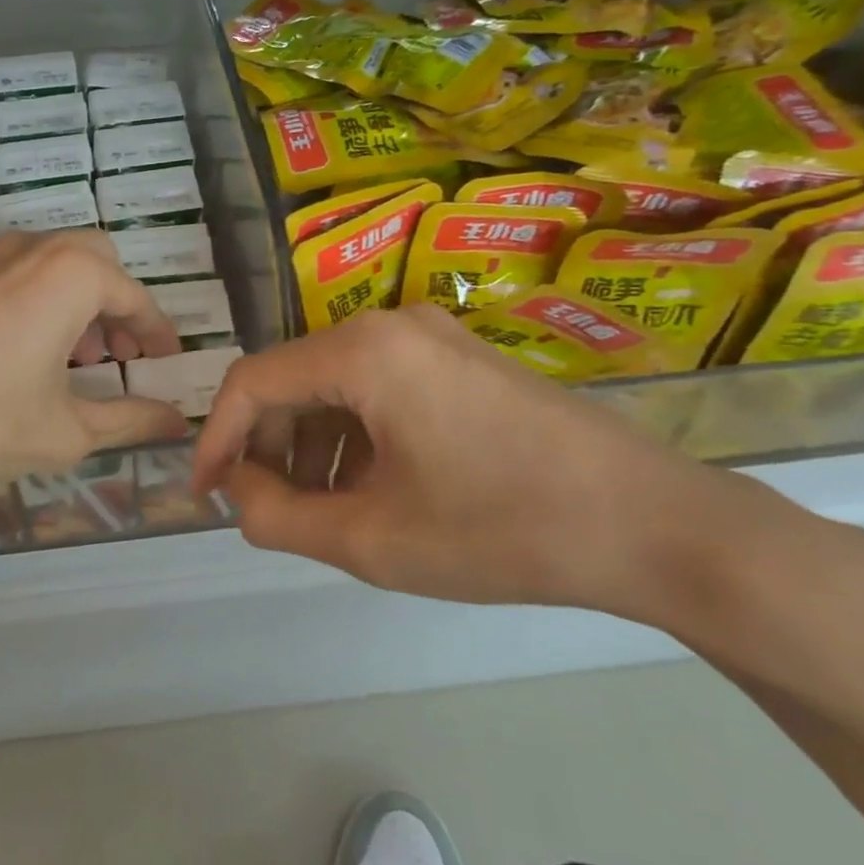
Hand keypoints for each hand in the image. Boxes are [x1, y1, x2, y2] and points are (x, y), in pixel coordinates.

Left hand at [0, 231, 187, 577]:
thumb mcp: (67, 430)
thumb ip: (131, 420)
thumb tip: (177, 422)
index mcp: (71, 274)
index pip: (134, 297)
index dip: (156, 332)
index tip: (166, 361)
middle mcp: (29, 248)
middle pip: (94, 263)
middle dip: (115, 307)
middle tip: (117, 358)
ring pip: (49, 264)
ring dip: (74, 303)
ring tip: (72, 362)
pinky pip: (10, 275)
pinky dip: (34, 301)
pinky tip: (19, 355)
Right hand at [191, 304, 788, 619]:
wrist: (656, 526)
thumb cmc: (502, 530)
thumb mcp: (372, 540)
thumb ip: (278, 518)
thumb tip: (239, 493)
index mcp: (363, 350)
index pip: (253, 382)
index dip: (217, 439)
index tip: (207, 494)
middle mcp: (390, 324)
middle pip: (294, 380)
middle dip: (269, 447)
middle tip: (270, 511)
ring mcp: (433, 338)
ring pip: (336, 386)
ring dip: (312, 446)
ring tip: (324, 511)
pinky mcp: (462, 361)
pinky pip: (379, 390)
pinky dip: (355, 437)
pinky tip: (373, 490)